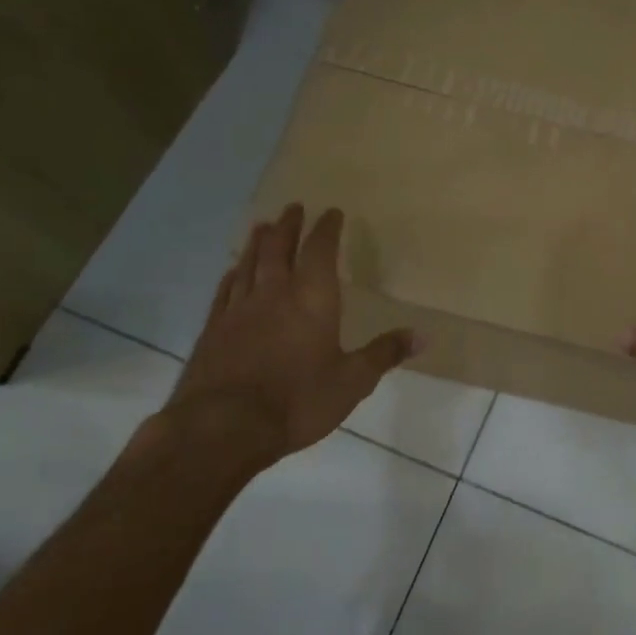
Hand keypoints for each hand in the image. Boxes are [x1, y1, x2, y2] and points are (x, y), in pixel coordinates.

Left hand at [157, 204, 418, 474]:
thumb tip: (423, 335)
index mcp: (313, 299)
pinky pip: (225, 291)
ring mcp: (238, 310)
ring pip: (249, 264)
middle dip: (289, 226)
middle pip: (279, 249)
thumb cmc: (298, 401)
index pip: (320, 251)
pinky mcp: (213, 330)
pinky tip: (233, 272)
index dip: (327, 229)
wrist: (223, 427)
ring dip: (258, 242)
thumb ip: (384, 353)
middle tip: (293, 207)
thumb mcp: (353, 381)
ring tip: (263, 226)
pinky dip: (233, 275)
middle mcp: (274, 293)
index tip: (332, 212)